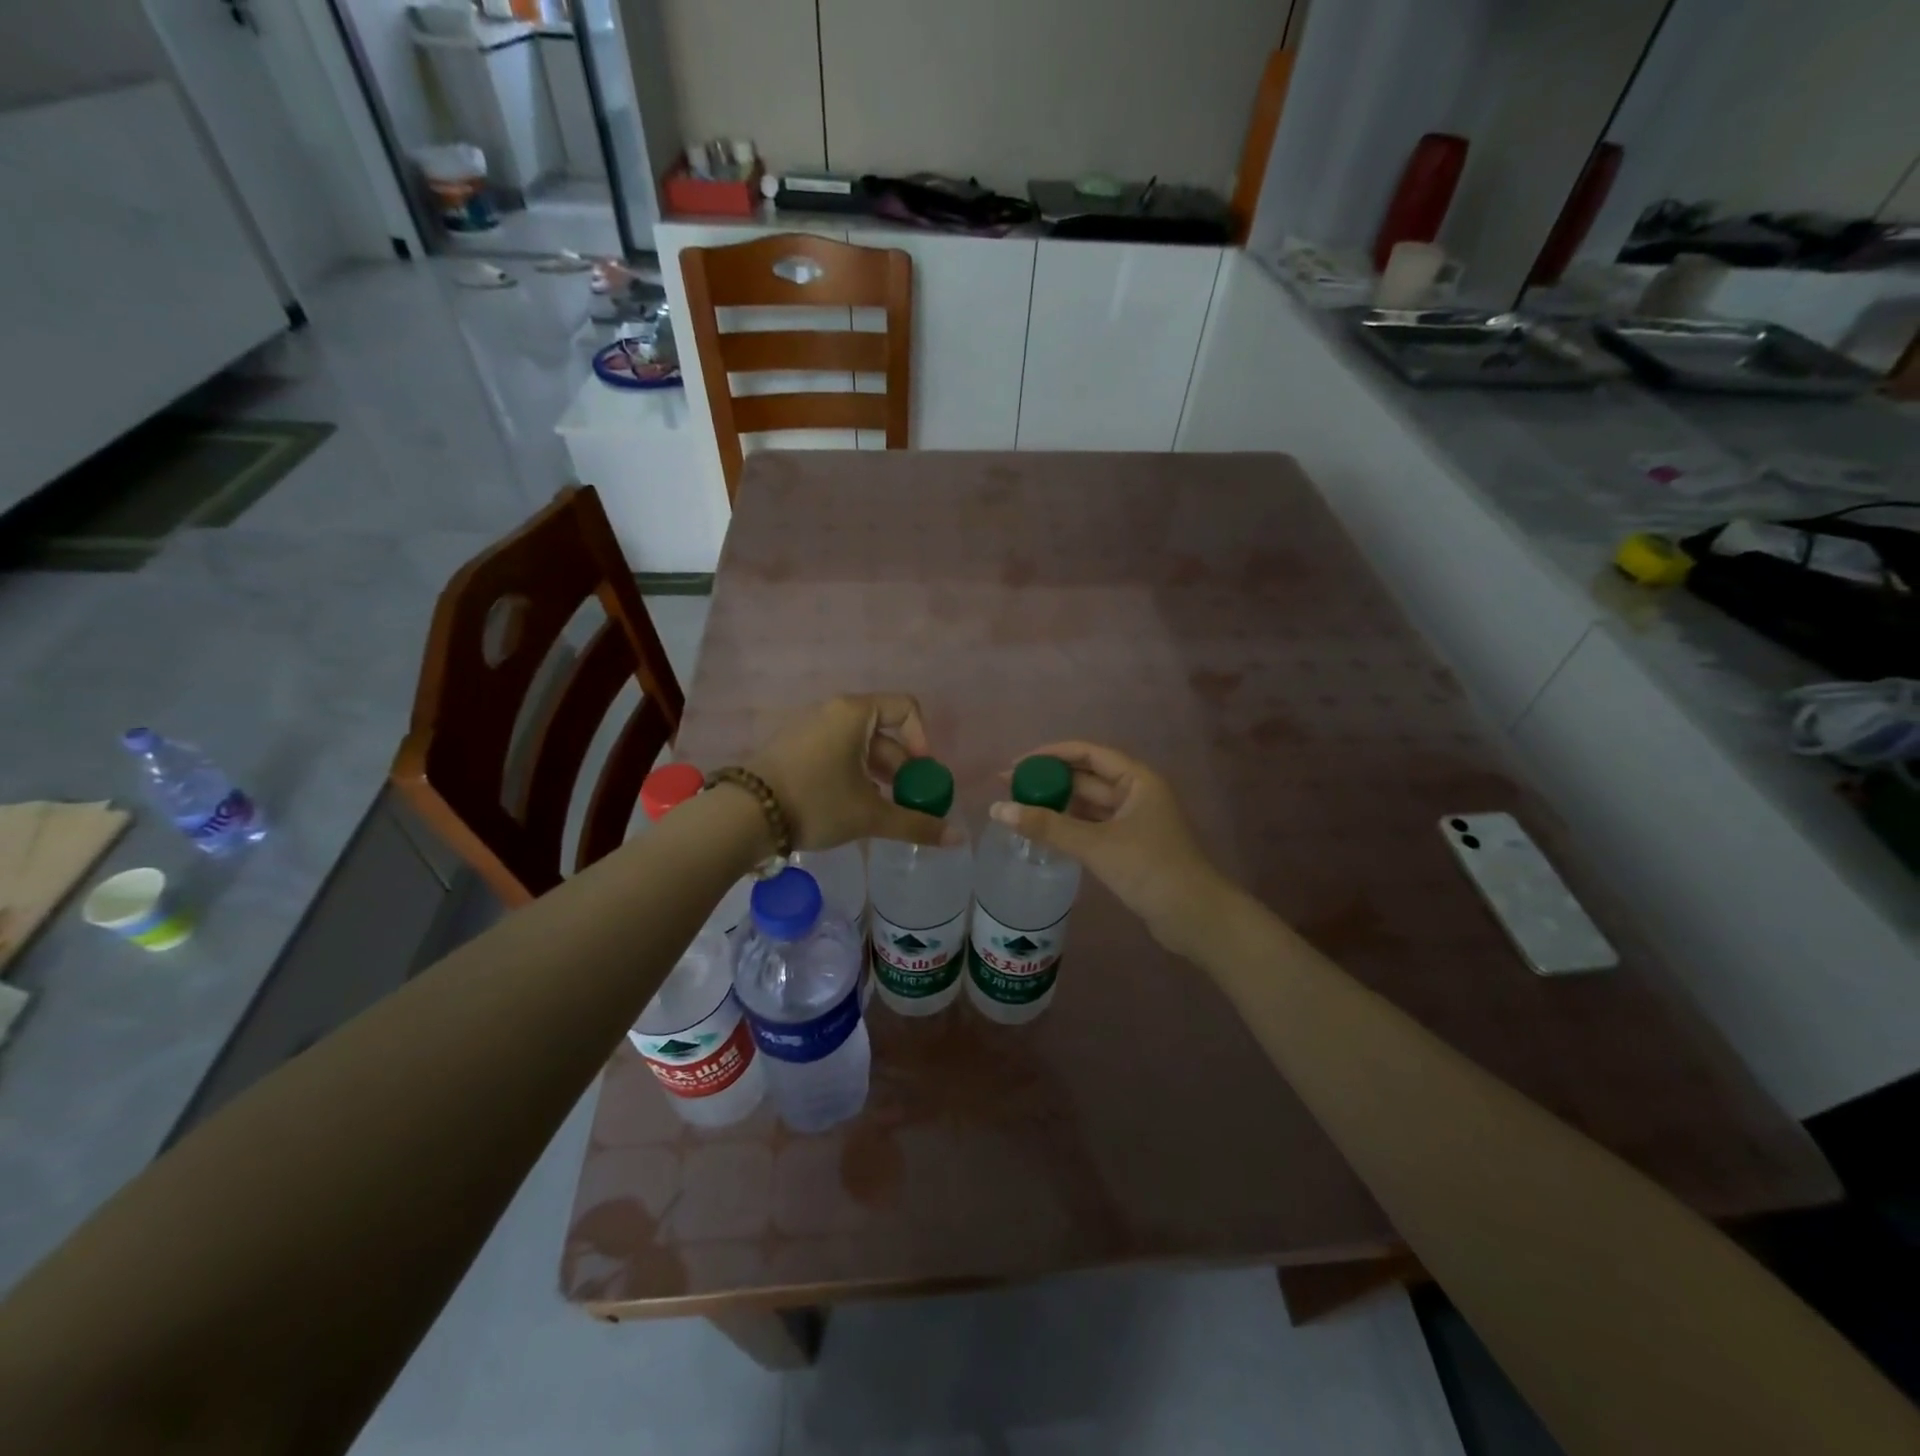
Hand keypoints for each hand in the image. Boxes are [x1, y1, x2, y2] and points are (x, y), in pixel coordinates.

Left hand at [748, 694, 947, 851]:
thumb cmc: (816, 803)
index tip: (921, 776)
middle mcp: (832, 711)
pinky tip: (849, 807)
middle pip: (883, 730)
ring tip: (879, 809)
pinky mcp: (793, 747)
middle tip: (905, 802)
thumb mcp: (870, 815)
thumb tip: (958, 839)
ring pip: (858, 745)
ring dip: (877, 774)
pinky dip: (852, 774)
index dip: (923, 740)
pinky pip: (835, 752)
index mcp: (855, 713)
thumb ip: (916, 824)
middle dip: (901, 767)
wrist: (743, 816)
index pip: (906, 708)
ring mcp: (809, 728)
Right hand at [990, 742, 1232, 960]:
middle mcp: (1136, 793)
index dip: (1050, 755)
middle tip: (1008, 789)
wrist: (1195, 917)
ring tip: (1019, 809)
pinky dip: (1069, 827)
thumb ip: (1047, 826)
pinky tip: (1044, 833)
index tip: (1016, 765)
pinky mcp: (1130, 846)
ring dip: (1057, 805)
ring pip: (1088, 804)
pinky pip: (1092, 826)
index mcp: (1137, 779)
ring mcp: (1134, 821)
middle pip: (1086, 778)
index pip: (1088, 753)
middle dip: (1049, 781)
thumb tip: (997, 809)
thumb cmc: (1150, 869)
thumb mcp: (1095, 845)